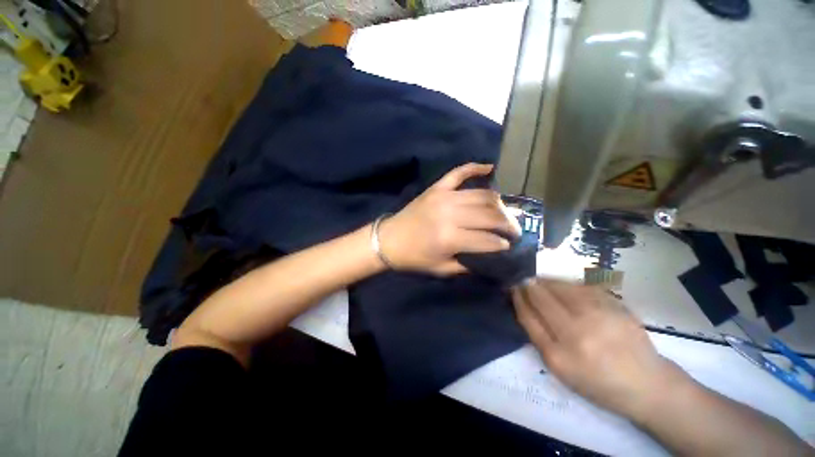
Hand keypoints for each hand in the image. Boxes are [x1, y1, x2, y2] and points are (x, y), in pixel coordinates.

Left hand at [378, 163, 520, 275]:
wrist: (388, 240)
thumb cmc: (414, 257)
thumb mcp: (442, 269)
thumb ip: (468, 265)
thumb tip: (491, 257)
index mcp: (450, 239)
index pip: (488, 239)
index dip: (502, 243)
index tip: (509, 246)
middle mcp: (450, 214)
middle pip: (490, 214)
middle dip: (508, 223)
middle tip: (515, 229)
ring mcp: (443, 197)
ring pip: (482, 194)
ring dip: (499, 203)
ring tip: (505, 212)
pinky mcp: (436, 187)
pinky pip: (459, 172)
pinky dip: (475, 168)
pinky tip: (490, 169)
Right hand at [512, 279, 688, 418]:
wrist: (645, 383)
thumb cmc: (597, 381)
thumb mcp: (560, 369)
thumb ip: (539, 337)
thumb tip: (524, 306)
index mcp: (559, 355)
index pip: (528, 316)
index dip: (518, 298)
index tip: (513, 288)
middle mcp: (577, 333)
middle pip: (542, 298)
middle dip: (528, 285)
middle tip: (523, 280)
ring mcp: (598, 316)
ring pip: (560, 287)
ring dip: (546, 281)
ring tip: (540, 281)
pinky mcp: (615, 306)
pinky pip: (582, 286)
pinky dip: (567, 283)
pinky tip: (564, 285)